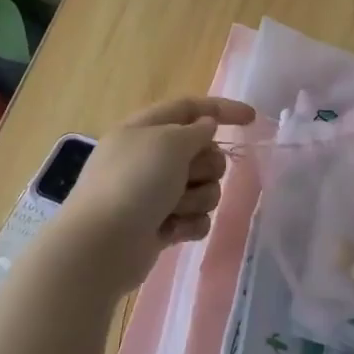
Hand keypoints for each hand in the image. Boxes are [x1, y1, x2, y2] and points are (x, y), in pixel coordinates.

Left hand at [55, 96, 255, 289]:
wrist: (101, 245)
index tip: (252, 119)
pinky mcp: (161, 225)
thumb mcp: (169, 142)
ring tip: (175, 210)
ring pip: (204, 188)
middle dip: (206, 167)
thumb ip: (196, 130)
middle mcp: (150, 159)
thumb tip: (206, 126)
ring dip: (197, 199)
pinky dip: (190, 224)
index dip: (222, 109)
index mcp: (145, 129)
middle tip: (189, 176)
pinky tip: (174, 231)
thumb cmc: (133, 183)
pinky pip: (196, 219)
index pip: (190, 108)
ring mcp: (155, 194)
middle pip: (203, 152)